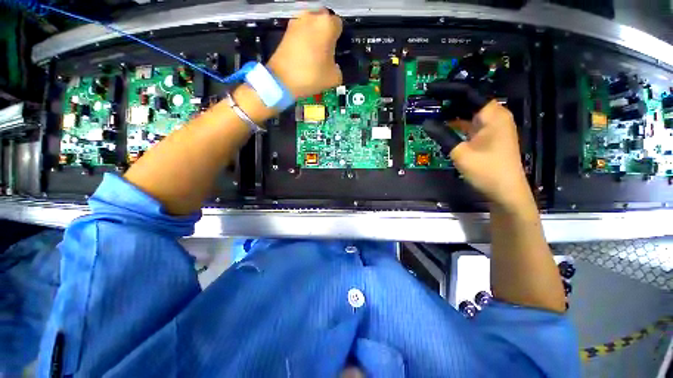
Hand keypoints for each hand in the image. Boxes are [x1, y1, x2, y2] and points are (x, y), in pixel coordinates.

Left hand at [266, 9, 342, 98]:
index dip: (338, 38)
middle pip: (324, 21)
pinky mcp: (286, 30)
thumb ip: (338, 68)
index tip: (336, 50)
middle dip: (326, 33)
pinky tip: (303, 55)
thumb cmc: (311, 76)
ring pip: (311, 26)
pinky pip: (300, 32)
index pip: (339, 25)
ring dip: (314, 36)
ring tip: (314, 54)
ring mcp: (296, 22)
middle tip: (326, 51)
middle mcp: (312, 17)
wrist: (282, 80)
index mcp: (327, 25)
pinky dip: (303, 40)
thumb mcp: (334, 78)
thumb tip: (334, 66)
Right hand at [423, 81, 532, 210]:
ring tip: (431, 111)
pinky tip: (443, 125)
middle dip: (448, 100)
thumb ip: (443, 136)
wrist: (506, 191)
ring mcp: (492, 127)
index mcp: (492, 115)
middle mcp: (495, 116)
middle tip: (427, 101)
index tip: (429, 90)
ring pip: (469, 112)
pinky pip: (470, 124)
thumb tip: (426, 123)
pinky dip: (457, 123)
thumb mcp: (461, 153)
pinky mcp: (489, 136)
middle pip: (469, 101)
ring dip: (451, 112)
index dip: (448, 90)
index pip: (468, 93)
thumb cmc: (487, 171)